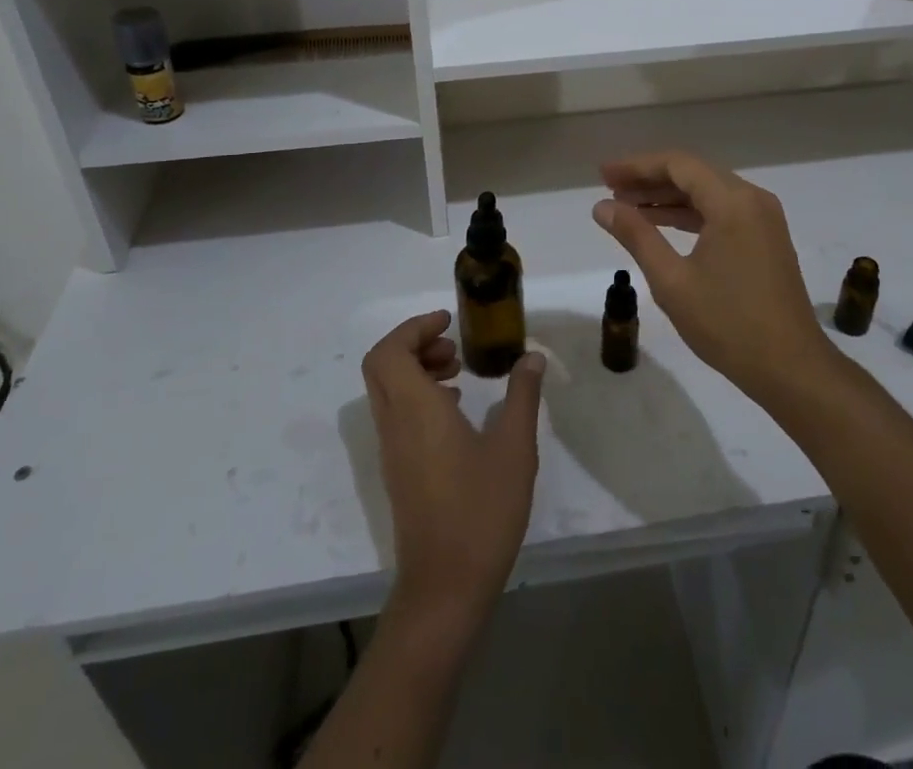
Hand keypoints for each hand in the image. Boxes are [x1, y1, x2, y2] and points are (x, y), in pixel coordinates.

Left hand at [361, 310, 545, 628]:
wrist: (445, 588)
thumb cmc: (481, 511)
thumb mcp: (515, 447)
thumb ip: (521, 396)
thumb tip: (530, 357)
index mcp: (415, 410)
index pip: (389, 351)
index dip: (414, 328)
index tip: (449, 323)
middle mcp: (394, 424)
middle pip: (381, 365)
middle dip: (414, 344)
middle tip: (454, 348)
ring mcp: (392, 451)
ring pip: (387, 391)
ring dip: (416, 370)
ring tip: (460, 376)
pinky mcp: (398, 472)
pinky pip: (396, 415)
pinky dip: (418, 397)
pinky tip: (457, 413)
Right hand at [592, 151, 832, 398]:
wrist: (791, 368)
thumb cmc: (728, 324)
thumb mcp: (672, 280)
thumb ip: (636, 235)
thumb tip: (602, 206)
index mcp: (732, 202)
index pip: (677, 165)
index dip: (636, 166)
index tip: (603, 175)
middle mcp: (752, 199)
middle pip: (693, 174)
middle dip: (649, 179)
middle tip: (608, 189)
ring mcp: (763, 218)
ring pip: (707, 192)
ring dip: (667, 197)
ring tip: (626, 207)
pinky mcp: (766, 238)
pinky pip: (722, 211)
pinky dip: (690, 214)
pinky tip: (661, 224)